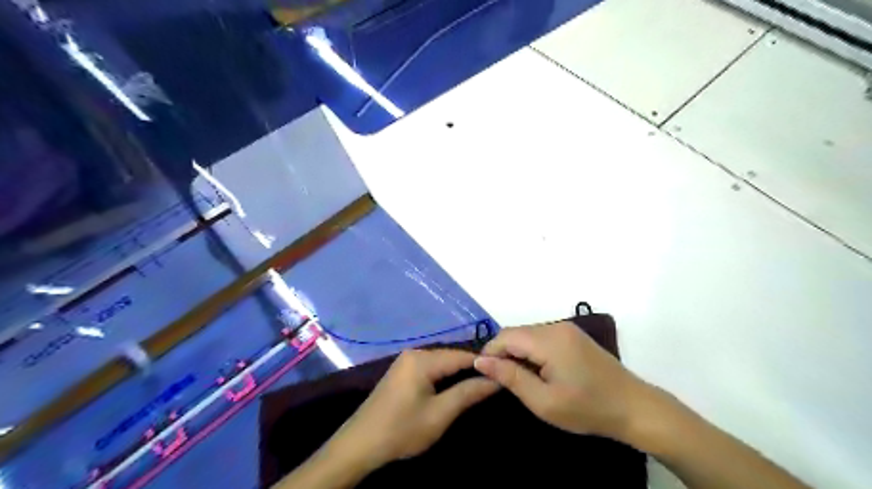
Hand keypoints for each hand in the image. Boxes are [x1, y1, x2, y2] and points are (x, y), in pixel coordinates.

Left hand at [330, 349, 499, 468]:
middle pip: (451, 356)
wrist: (359, 444)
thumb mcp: (439, 414)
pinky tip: (455, 387)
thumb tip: (495, 380)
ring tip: (479, 385)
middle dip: (471, 368)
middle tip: (493, 381)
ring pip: (441, 362)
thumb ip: (468, 393)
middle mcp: (414, 353)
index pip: (461, 355)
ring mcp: (406, 361)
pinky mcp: (402, 371)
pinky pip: (430, 368)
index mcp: (422, 359)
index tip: (505, 373)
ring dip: (459, 372)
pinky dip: (445, 376)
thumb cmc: (401, 429)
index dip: (484, 364)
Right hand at [476, 321, 652, 442]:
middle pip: (516, 333)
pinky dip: (531, 350)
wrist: (635, 407)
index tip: (484, 375)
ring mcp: (567, 328)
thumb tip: (481, 362)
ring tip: (519, 378)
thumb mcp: (544, 401)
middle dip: (502, 353)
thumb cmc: (588, 409)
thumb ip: (511, 377)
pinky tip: (537, 371)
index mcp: (549, 340)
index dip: (490, 353)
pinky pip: (541, 337)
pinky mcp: (573, 335)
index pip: (505, 336)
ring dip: (516, 352)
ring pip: (527, 334)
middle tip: (501, 381)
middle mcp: (556, 326)